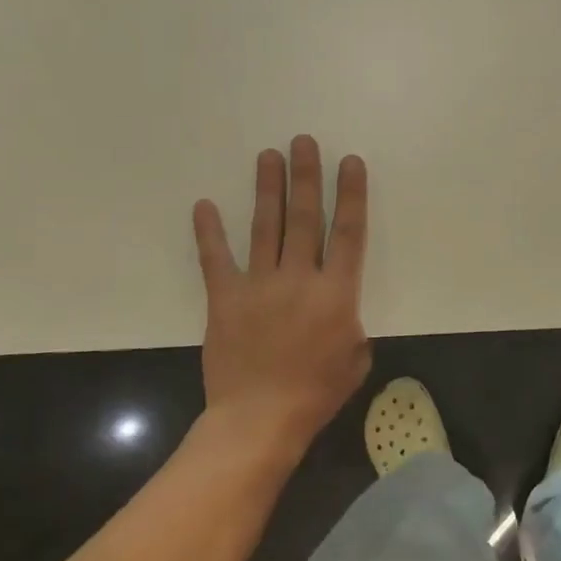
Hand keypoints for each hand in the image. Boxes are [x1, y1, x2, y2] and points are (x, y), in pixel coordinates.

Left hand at [192, 135, 371, 447]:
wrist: (260, 418)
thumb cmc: (316, 393)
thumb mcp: (356, 358)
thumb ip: (352, 324)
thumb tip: (341, 309)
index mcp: (337, 292)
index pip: (348, 233)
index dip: (350, 195)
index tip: (350, 163)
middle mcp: (299, 278)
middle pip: (304, 217)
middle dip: (306, 177)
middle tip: (303, 141)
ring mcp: (259, 285)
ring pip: (265, 228)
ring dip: (268, 189)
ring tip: (269, 156)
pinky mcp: (226, 299)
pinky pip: (216, 260)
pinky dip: (209, 232)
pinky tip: (204, 205)